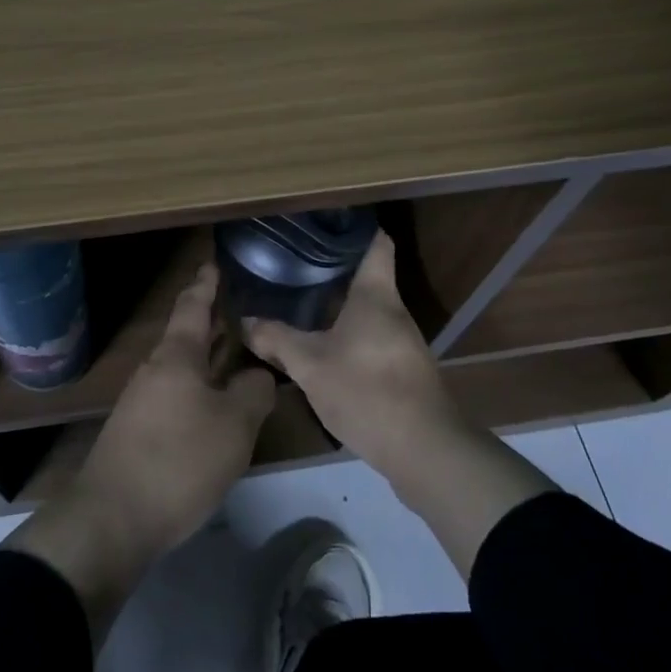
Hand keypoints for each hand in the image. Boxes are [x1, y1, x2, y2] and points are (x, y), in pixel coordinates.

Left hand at [4, 261, 274, 642]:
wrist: (112, 518)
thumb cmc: (178, 460)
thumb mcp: (233, 427)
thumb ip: (253, 392)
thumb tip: (258, 375)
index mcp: (176, 356)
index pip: (192, 307)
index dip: (205, 285)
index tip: (213, 264)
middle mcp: (155, 369)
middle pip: (186, 337)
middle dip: (212, 324)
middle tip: (240, 312)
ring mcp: (142, 401)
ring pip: (182, 369)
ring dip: (207, 360)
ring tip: (236, 357)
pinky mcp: (138, 432)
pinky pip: (176, 396)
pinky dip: (198, 389)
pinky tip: (215, 408)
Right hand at [242, 231, 557, 576]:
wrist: (424, 451)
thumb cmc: (367, 390)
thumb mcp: (310, 365)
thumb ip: (277, 340)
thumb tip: (246, 321)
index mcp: (376, 295)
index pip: (376, 242)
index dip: (355, 227)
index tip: (325, 220)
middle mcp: (393, 311)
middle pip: (366, 276)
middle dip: (332, 268)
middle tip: (294, 261)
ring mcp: (402, 342)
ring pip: (366, 310)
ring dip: (338, 305)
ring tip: (300, 300)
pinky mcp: (403, 370)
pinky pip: (370, 338)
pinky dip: (346, 334)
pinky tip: (320, 346)